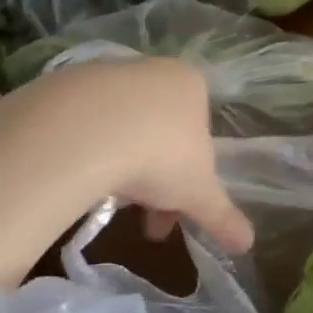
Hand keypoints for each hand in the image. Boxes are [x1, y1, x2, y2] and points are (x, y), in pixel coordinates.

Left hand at [0, 58, 251, 280]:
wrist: (84, 131)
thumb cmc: (159, 156)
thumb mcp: (198, 194)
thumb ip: (223, 217)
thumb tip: (248, 244)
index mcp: (191, 85)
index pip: (200, 131)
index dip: (191, 177)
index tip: (176, 210)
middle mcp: (151, 69)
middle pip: (159, 129)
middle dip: (154, 179)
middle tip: (142, 220)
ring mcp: (105, 72)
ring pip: (121, 126)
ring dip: (119, 164)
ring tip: (106, 202)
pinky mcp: (64, 83)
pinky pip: (82, 123)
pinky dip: (85, 149)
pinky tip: (77, 175)